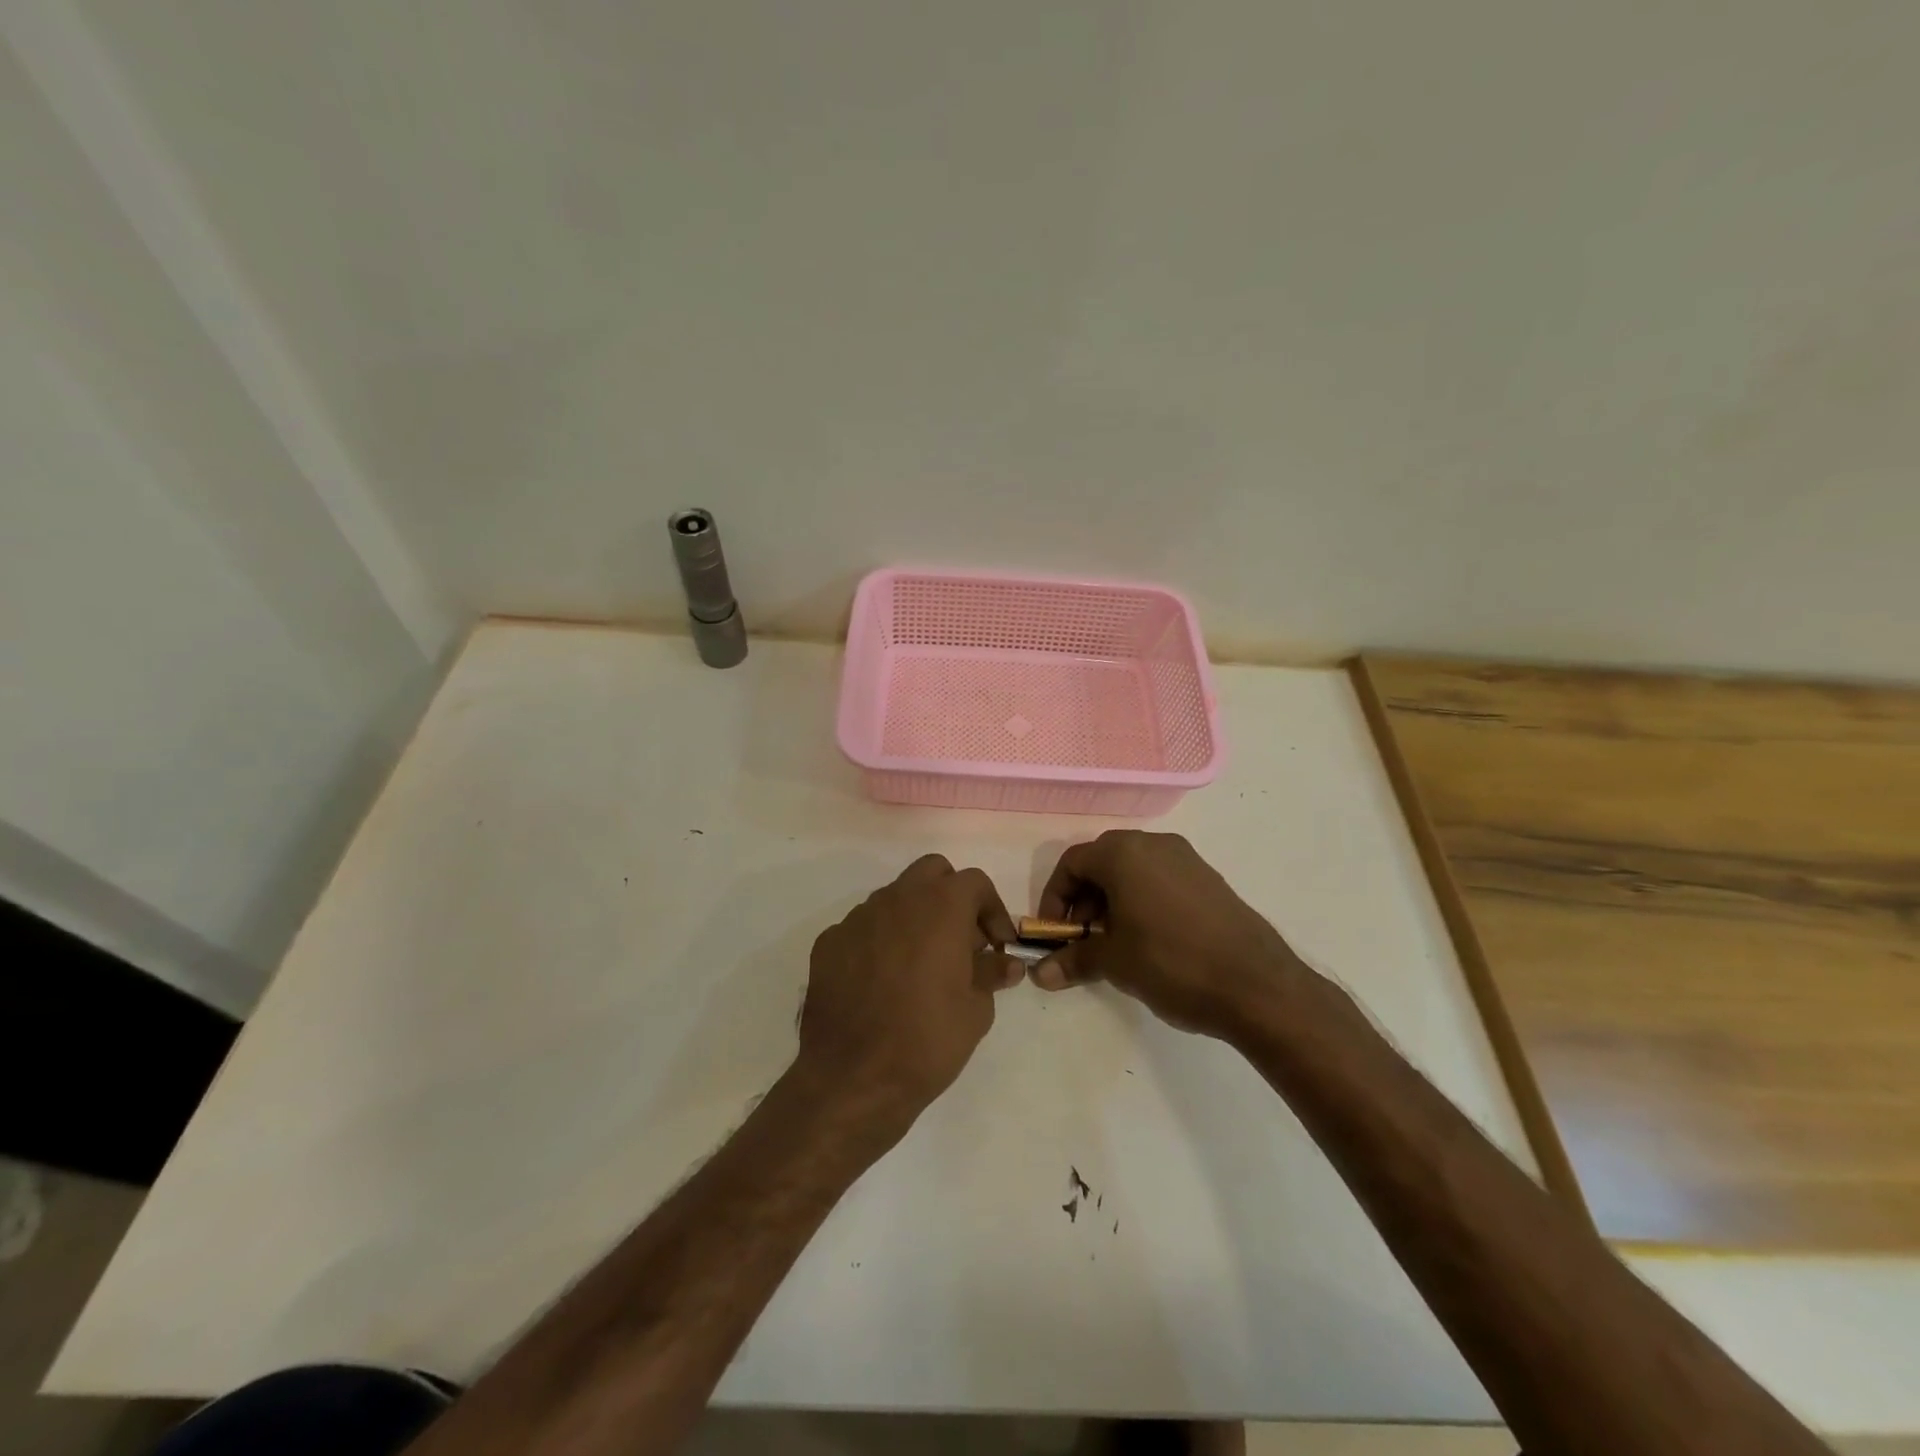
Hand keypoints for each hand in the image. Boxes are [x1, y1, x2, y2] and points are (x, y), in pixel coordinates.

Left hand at [793, 854, 1021, 1134]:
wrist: (853, 1078)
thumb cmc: (927, 1040)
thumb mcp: (976, 1010)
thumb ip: (991, 973)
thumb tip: (1006, 962)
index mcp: (940, 906)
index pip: (975, 883)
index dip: (992, 910)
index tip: (997, 945)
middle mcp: (897, 898)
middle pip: (931, 872)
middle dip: (952, 896)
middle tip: (961, 940)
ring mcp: (857, 918)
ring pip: (894, 897)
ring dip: (914, 917)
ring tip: (921, 964)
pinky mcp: (829, 942)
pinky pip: (863, 928)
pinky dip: (880, 941)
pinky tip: (882, 981)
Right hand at [1031, 831, 1300, 1039]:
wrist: (1257, 985)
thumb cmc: (1171, 963)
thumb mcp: (1114, 962)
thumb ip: (1073, 960)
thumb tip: (1040, 975)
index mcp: (1124, 853)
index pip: (1072, 863)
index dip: (1055, 898)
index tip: (1054, 934)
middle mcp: (1154, 844)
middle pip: (1102, 862)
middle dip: (1084, 900)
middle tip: (1083, 939)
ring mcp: (1186, 859)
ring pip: (1133, 871)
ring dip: (1113, 902)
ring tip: (1115, 944)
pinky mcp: (1209, 879)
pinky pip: (1161, 880)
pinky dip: (1143, 902)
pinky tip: (1150, 941)